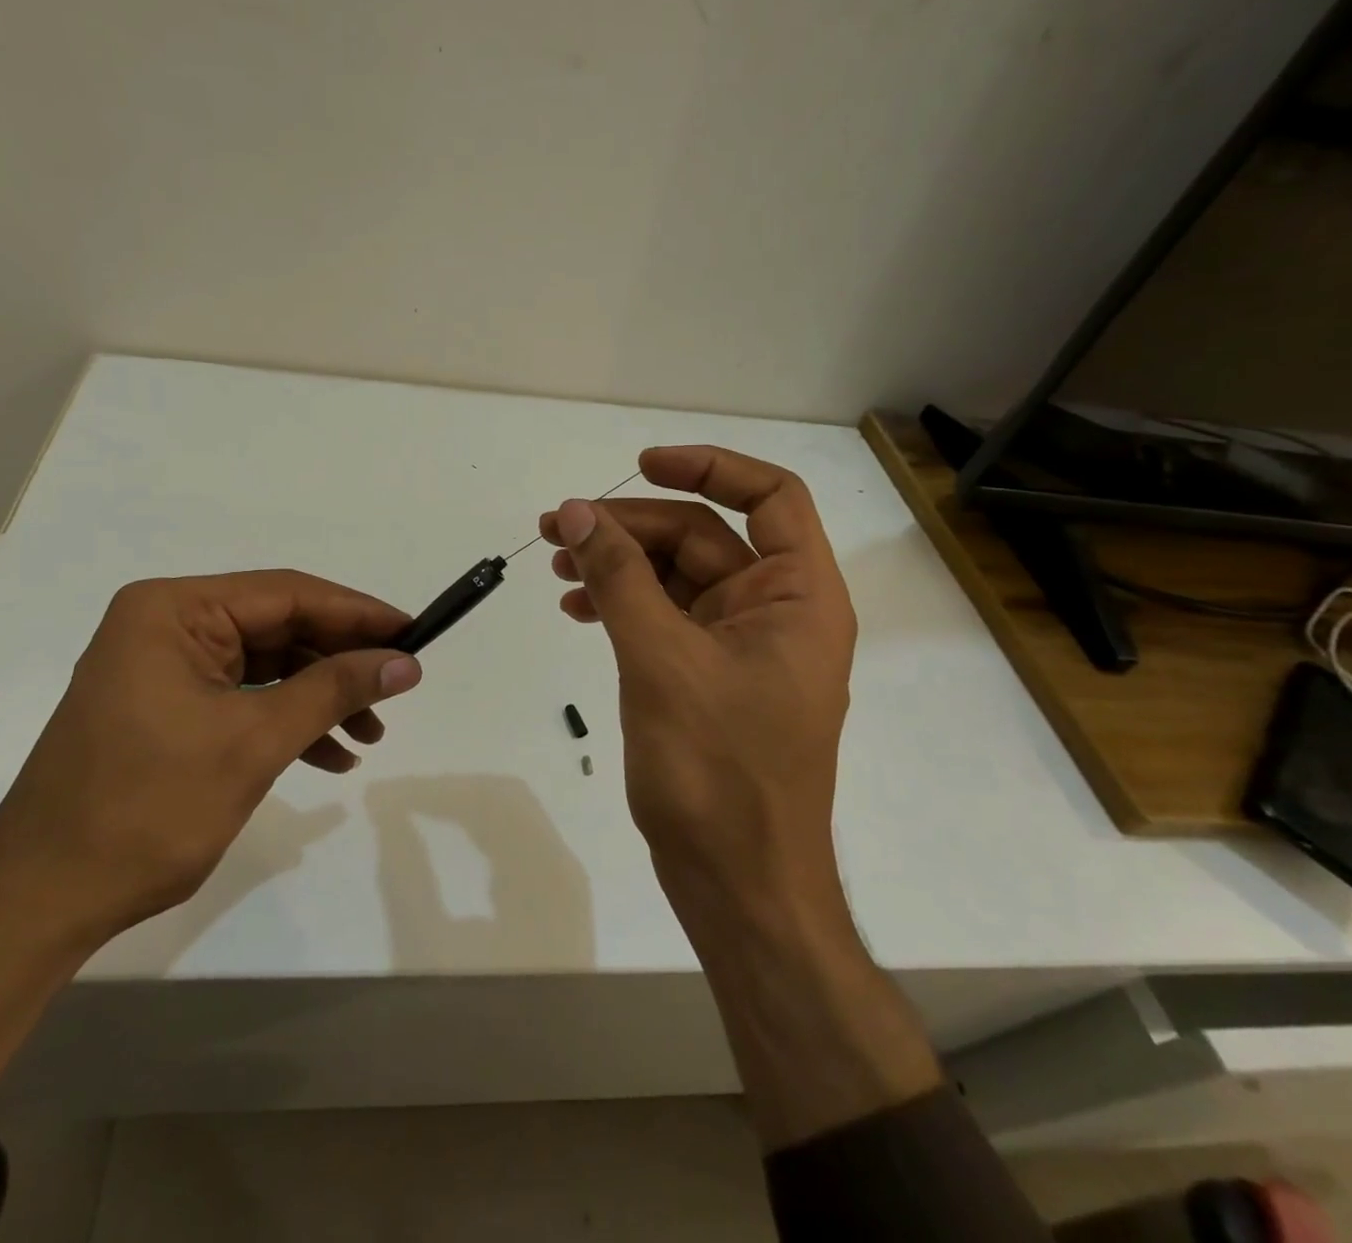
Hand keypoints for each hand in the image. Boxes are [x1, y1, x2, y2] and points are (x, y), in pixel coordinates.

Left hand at [0, 570, 420, 1098]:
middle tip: (397, 689)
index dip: (356, 613)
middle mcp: (165, 625)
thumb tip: (405, 662)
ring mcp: (163, 668)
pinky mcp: (166, 708)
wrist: (41, 902)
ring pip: (266, 666)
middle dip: (339, 663)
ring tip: (370, 737)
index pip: (286, 594)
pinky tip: (328, 757)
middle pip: (278, 628)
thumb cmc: (146, 808)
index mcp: (173, 610)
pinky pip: (242, 698)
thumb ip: (334, 691)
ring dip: (319, 699)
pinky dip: (286, 722)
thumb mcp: (253, 742)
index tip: (413, 632)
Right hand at [540, 445, 855, 931]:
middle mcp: (774, 612)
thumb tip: (577, 511)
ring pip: (675, 577)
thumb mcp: (661, 660)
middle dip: (630, 527)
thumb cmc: (717, 773)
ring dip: (617, 564)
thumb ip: (619, 578)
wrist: (737, 886)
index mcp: (797, 597)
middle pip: (702, 537)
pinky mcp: (706, 677)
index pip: (770, 497)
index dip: (709, 468)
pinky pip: (663, 619)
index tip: (641, 465)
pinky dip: (621, 606)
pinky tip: (576, 609)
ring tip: (554, 564)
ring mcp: (739, 647)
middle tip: (558, 527)